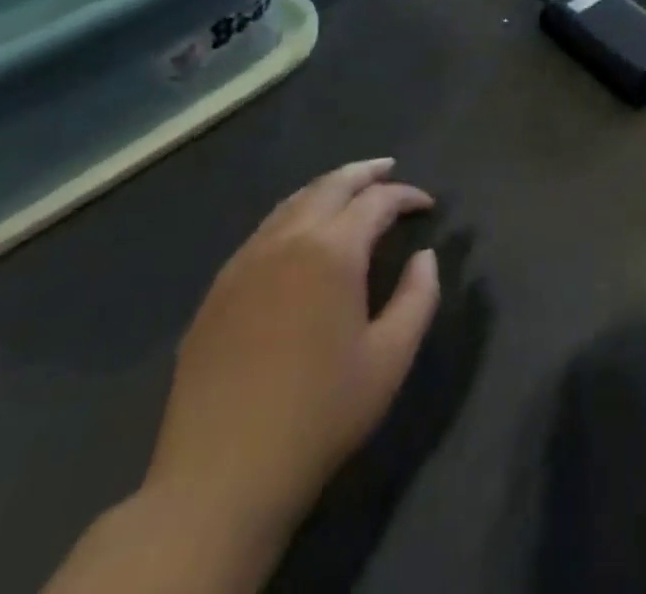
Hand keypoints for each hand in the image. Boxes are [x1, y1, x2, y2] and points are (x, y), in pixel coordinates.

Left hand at [141, 159, 440, 553]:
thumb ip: (418, 297)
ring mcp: (246, 261)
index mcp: (332, 250)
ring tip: (349, 191)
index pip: (376, 201)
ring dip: (326, 188)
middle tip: (389, 169)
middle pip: (330, 185)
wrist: (220, 477)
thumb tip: (425, 256)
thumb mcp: (390, 359)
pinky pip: (263, 231)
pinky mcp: (218, 289)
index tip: (427, 205)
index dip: (406, 196)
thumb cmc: (320, 414)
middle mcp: (287, 239)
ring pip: (292, 202)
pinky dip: (293, 215)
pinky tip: (300, 234)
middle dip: (365, 173)